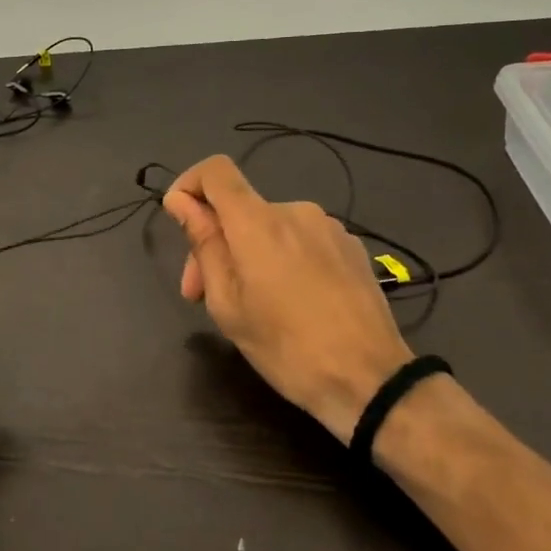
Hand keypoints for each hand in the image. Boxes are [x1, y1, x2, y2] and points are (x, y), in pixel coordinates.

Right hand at [163, 155, 410, 443]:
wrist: (370, 379)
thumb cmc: (285, 347)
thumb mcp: (228, 303)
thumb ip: (204, 244)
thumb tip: (181, 201)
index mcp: (258, 222)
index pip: (216, 170)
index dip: (190, 185)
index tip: (180, 221)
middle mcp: (295, 211)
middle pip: (240, 209)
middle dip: (214, 243)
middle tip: (200, 296)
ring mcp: (329, 228)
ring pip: (270, 228)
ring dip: (248, 255)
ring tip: (250, 305)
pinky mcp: (352, 247)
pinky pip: (301, 241)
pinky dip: (282, 260)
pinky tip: (290, 303)